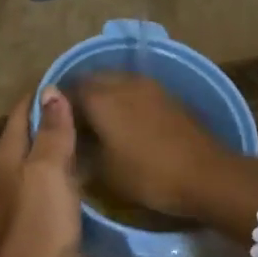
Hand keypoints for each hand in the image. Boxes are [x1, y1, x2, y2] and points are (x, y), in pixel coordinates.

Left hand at [0, 89, 81, 256]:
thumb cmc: (40, 224)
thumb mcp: (50, 171)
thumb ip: (52, 131)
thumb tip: (50, 90)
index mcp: (6, 155)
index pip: (21, 111)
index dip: (44, 95)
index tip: (73, 83)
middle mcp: (3, 173)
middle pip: (27, 135)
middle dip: (51, 119)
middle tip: (88, 109)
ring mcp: (12, 199)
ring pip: (35, 161)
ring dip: (56, 148)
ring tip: (88, 138)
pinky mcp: (25, 221)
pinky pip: (42, 185)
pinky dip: (59, 174)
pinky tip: (79, 178)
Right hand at [70, 74, 257, 242]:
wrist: (206, 175)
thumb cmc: (149, 176)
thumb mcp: (105, 172)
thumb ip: (82, 150)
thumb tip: (72, 141)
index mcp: (101, 98)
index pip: (68, 90)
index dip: (57, 106)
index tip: (51, 124)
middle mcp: (123, 83)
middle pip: (92, 80)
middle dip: (80, 96)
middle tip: (74, 123)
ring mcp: (149, 86)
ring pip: (116, 82)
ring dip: (104, 96)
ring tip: (99, 123)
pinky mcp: (168, 96)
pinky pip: (135, 90)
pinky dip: (124, 101)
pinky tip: (125, 123)